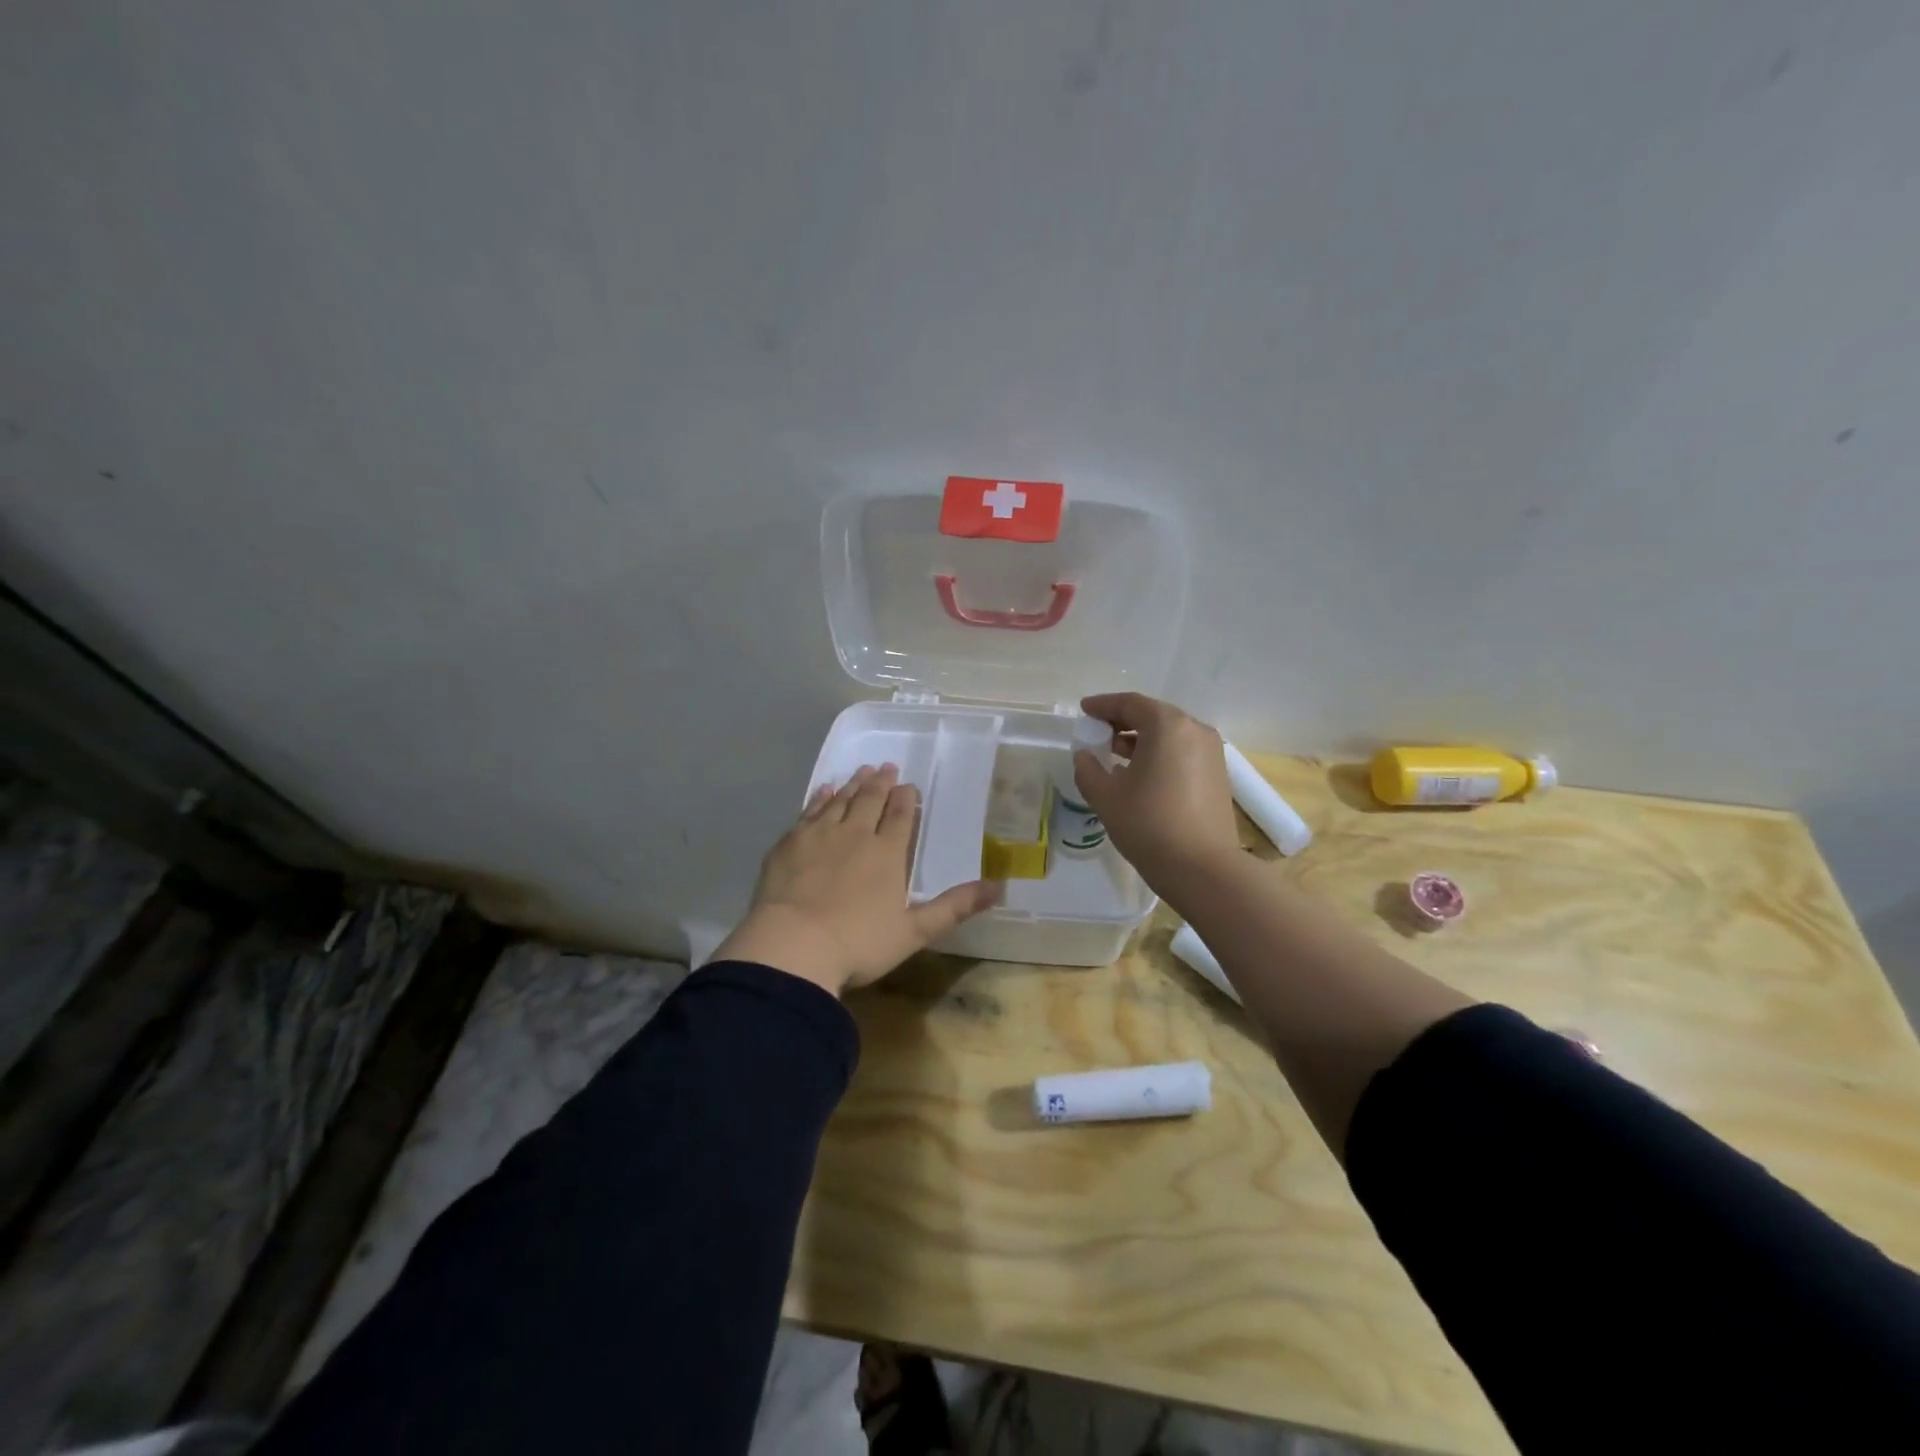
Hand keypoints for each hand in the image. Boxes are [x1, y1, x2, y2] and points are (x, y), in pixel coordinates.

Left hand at [713, 764, 998, 996]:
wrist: (793, 946)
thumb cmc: (859, 943)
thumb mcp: (914, 932)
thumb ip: (954, 907)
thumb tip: (1000, 888)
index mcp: (887, 854)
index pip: (901, 817)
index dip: (906, 799)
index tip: (909, 786)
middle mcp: (855, 835)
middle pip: (870, 801)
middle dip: (880, 783)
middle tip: (886, 767)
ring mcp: (819, 835)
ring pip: (840, 801)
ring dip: (852, 784)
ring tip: (861, 772)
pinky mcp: (789, 843)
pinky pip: (808, 811)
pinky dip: (818, 798)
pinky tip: (822, 791)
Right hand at [1072, 693, 1241, 885]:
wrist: (1203, 868)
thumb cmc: (1149, 825)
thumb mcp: (1105, 797)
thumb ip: (1088, 769)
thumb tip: (1085, 756)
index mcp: (1167, 726)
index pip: (1130, 703)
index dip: (1103, 705)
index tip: (1084, 711)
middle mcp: (1194, 730)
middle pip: (1152, 715)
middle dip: (1122, 721)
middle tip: (1097, 732)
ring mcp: (1211, 752)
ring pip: (1169, 734)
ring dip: (1141, 738)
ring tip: (1115, 754)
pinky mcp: (1217, 774)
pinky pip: (1182, 751)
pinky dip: (1159, 753)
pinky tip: (1141, 773)